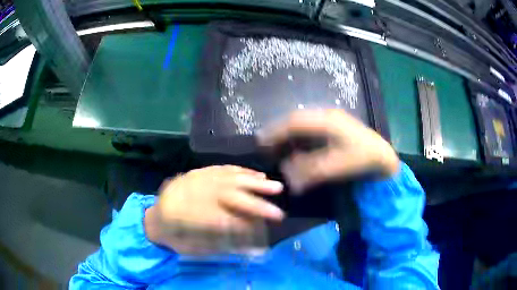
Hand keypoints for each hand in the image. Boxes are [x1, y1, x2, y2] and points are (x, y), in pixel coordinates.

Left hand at [144, 165, 283, 254]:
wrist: (154, 217)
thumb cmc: (173, 237)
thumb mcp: (193, 248)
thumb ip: (222, 246)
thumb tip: (253, 247)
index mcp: (183, 215)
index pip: (220, 220)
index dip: (243, 226)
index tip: (264, 231)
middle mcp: (189, 193)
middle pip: (227, 197)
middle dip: (255, 205)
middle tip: (278, 213)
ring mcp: (194, 179)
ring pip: (228, 178)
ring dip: (254, 183)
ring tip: (276, 187)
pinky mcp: (198, 172)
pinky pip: (223, 169)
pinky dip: (242, 172)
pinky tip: (258, 176)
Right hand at [257, 109, 398, 191]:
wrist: (383, 156)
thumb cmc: (362, 159)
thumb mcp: (336, 167)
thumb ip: (309, 171)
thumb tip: (285, 175)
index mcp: (327, 121)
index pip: (295, 122)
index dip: (276, 131)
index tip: (261, 141)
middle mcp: (327, 115)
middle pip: (296, 119)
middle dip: (279, 131)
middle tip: (266, 144)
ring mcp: (331, 119)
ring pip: (303, 122)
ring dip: (289, 133)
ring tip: (277, 146)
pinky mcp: (334, 125)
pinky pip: (311, 128)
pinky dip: (300, 137)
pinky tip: (296, 147)